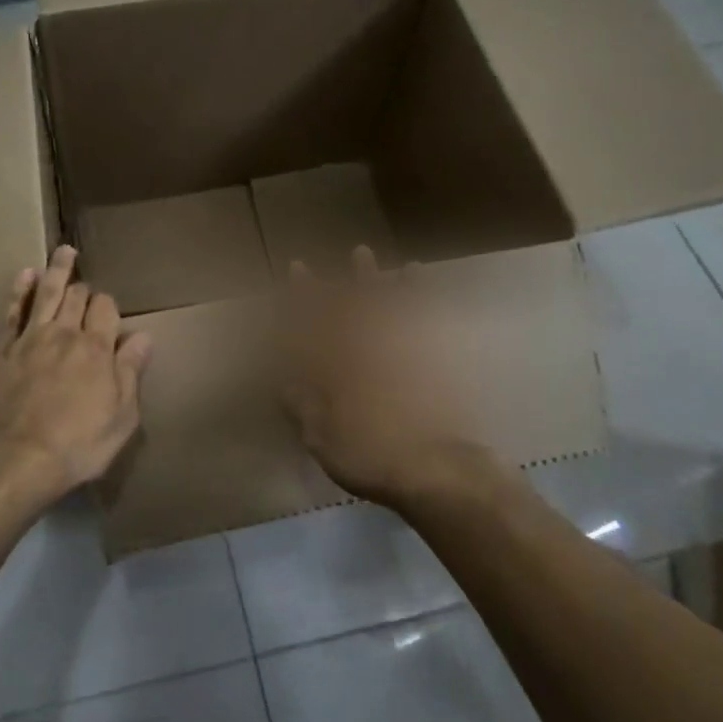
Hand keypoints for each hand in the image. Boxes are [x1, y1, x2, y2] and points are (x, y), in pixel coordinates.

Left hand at [0, 245, 152, 502]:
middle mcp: (64, 334)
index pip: (107, 309)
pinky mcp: (2, 350)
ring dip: (57, 270)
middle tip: (87, 285)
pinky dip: (19, 290)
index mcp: (97, 350)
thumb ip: (131, 372)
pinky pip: (12, 311)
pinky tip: (25, 275)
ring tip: (64, 251)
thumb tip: (143, 336)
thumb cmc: (79, 445)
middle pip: (77, 297)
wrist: (17, 458)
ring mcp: (30, 339)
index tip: (110, 312)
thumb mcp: (121, 417)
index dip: (109, 305)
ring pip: (45, 293)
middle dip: (85, 288)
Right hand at [276, 246, 480, 505]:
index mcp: (337, 363)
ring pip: (388, 302)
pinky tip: (417, 282)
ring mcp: (405, 348)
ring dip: (379, 279)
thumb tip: (283, 379)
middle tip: (351, 253)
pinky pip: (424, 314)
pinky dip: (419, 294)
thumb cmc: (371, 454)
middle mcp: (369, 346)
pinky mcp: (436, 358)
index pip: (314, 319)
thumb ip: (301, 404)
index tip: (298, 269)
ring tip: (372, 258)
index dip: (304, 294)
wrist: (439, 468)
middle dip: (348, 279)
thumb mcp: (321, 437)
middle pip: (355, 304)